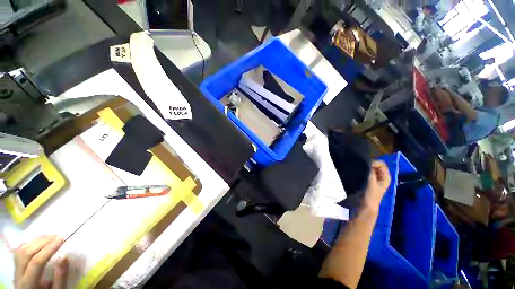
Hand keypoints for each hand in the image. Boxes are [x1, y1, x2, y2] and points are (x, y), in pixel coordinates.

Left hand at [14, 235, 67, 288]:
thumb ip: (60, 278)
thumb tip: (65, 257)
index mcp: (28, 284)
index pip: (36, 262)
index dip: (48, 249)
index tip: (61, 239)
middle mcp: (18, 276)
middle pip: (26, 253)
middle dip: (42, 242)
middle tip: (57, 236)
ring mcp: (15, 270)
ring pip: (21, 250)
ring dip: (36, 241)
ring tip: (51, 237)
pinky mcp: (16, 266)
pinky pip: (20, 251)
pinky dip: (31, 243)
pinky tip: (40, 242)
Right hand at [363, 161, 390, 212]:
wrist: (366, 205)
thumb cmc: (371, 195)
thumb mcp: (371, 183)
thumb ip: (371, 172)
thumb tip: (369, 162)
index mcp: (386, 177)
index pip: (382, 164)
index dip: (374, 162)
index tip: (366, 165)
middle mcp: (382, 176)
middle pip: (377, 165)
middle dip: (369, 164)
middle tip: (361, 165)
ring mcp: (375, 178)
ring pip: (371, 168)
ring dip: (366, 167)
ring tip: (359, 168)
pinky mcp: (369, 180)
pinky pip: (367, 172)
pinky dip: (364, 170)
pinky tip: (359, 171)